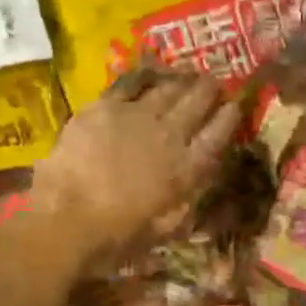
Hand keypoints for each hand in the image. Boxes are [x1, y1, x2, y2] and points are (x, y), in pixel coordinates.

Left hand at [30, 68, 241, 265]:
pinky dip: (144, 75)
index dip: (230, 117)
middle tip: (215, 83)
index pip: (218, 135)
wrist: (69, 216)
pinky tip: (150, 71)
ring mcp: (138, 116)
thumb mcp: (165, 226)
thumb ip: (185, 199)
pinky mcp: (106, 106)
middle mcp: (170, 135)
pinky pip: (131, 82)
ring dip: (183, 79)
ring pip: (169, 88)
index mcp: (187, 169)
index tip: (236, 105)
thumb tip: (197, 179)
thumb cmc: (117, 234)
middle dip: (210, 90)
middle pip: (198, 102)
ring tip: (190, 73)